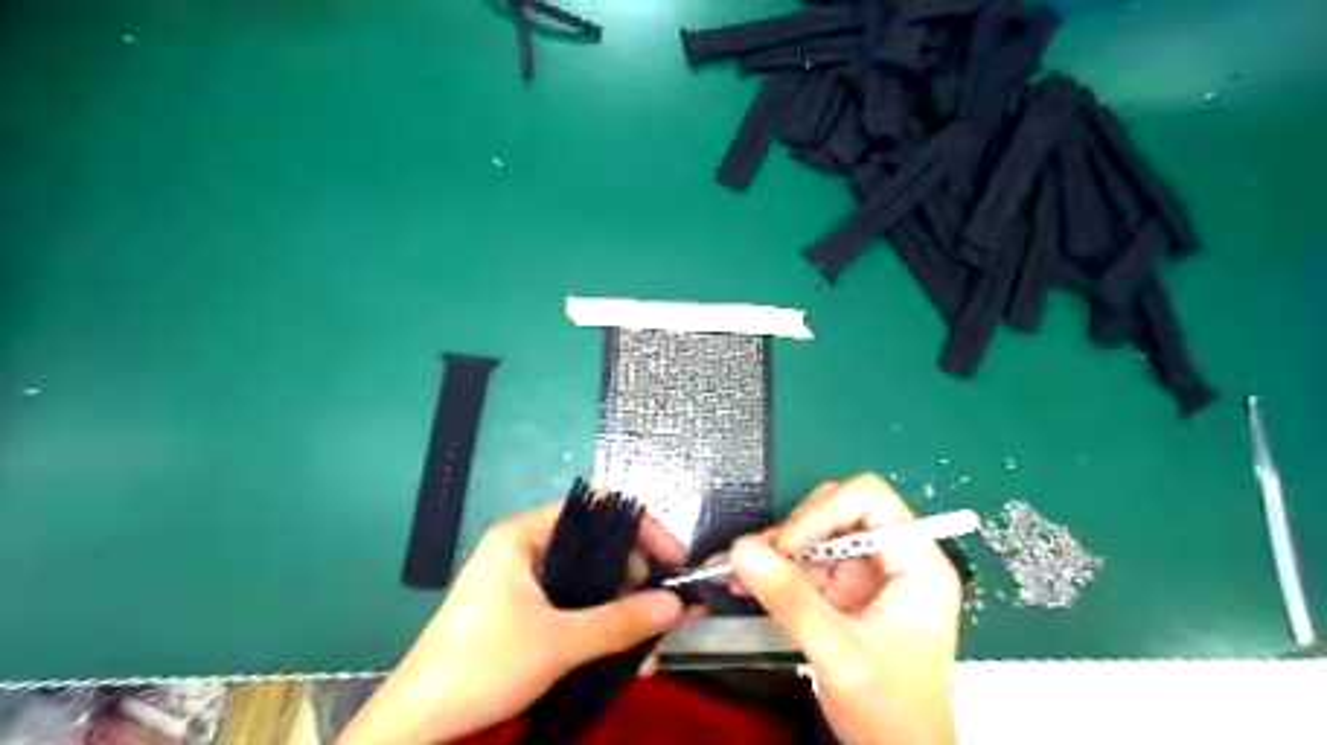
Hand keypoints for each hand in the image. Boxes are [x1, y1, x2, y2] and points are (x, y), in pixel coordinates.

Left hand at [342, 501, 689, 744]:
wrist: (418, 723)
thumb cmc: (482, 665)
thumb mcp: (559, 642)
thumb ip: (621, 621)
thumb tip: (677, 604)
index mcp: (524, 535)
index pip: (597, 510)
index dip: (641, 529)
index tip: (674, 559)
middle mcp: (526, 548)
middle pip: (598, 546)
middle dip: (637, 582)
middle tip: (663, 612)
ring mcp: (523, 581)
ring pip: (590, 581)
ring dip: (623, 612)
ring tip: (650, 651)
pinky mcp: (523, 610)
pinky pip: (575, 606)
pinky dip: (601, 626)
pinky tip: (625, 658)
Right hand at [732, 473, 960, 743]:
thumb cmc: (890, 711)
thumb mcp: (840, 653)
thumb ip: (791, 600)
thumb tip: (741, 550)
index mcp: (916, 562)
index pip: (869, 499)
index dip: (825, 511)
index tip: (787, 544)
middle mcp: (892, 558)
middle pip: (838, 509)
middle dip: (795, 530)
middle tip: (759, 557)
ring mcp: (866, 573)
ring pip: (815, 534)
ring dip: (776, 550)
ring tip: (739, 570)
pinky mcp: (843, 591)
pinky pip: (803, 562)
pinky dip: (774, 570)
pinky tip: (745, 583)